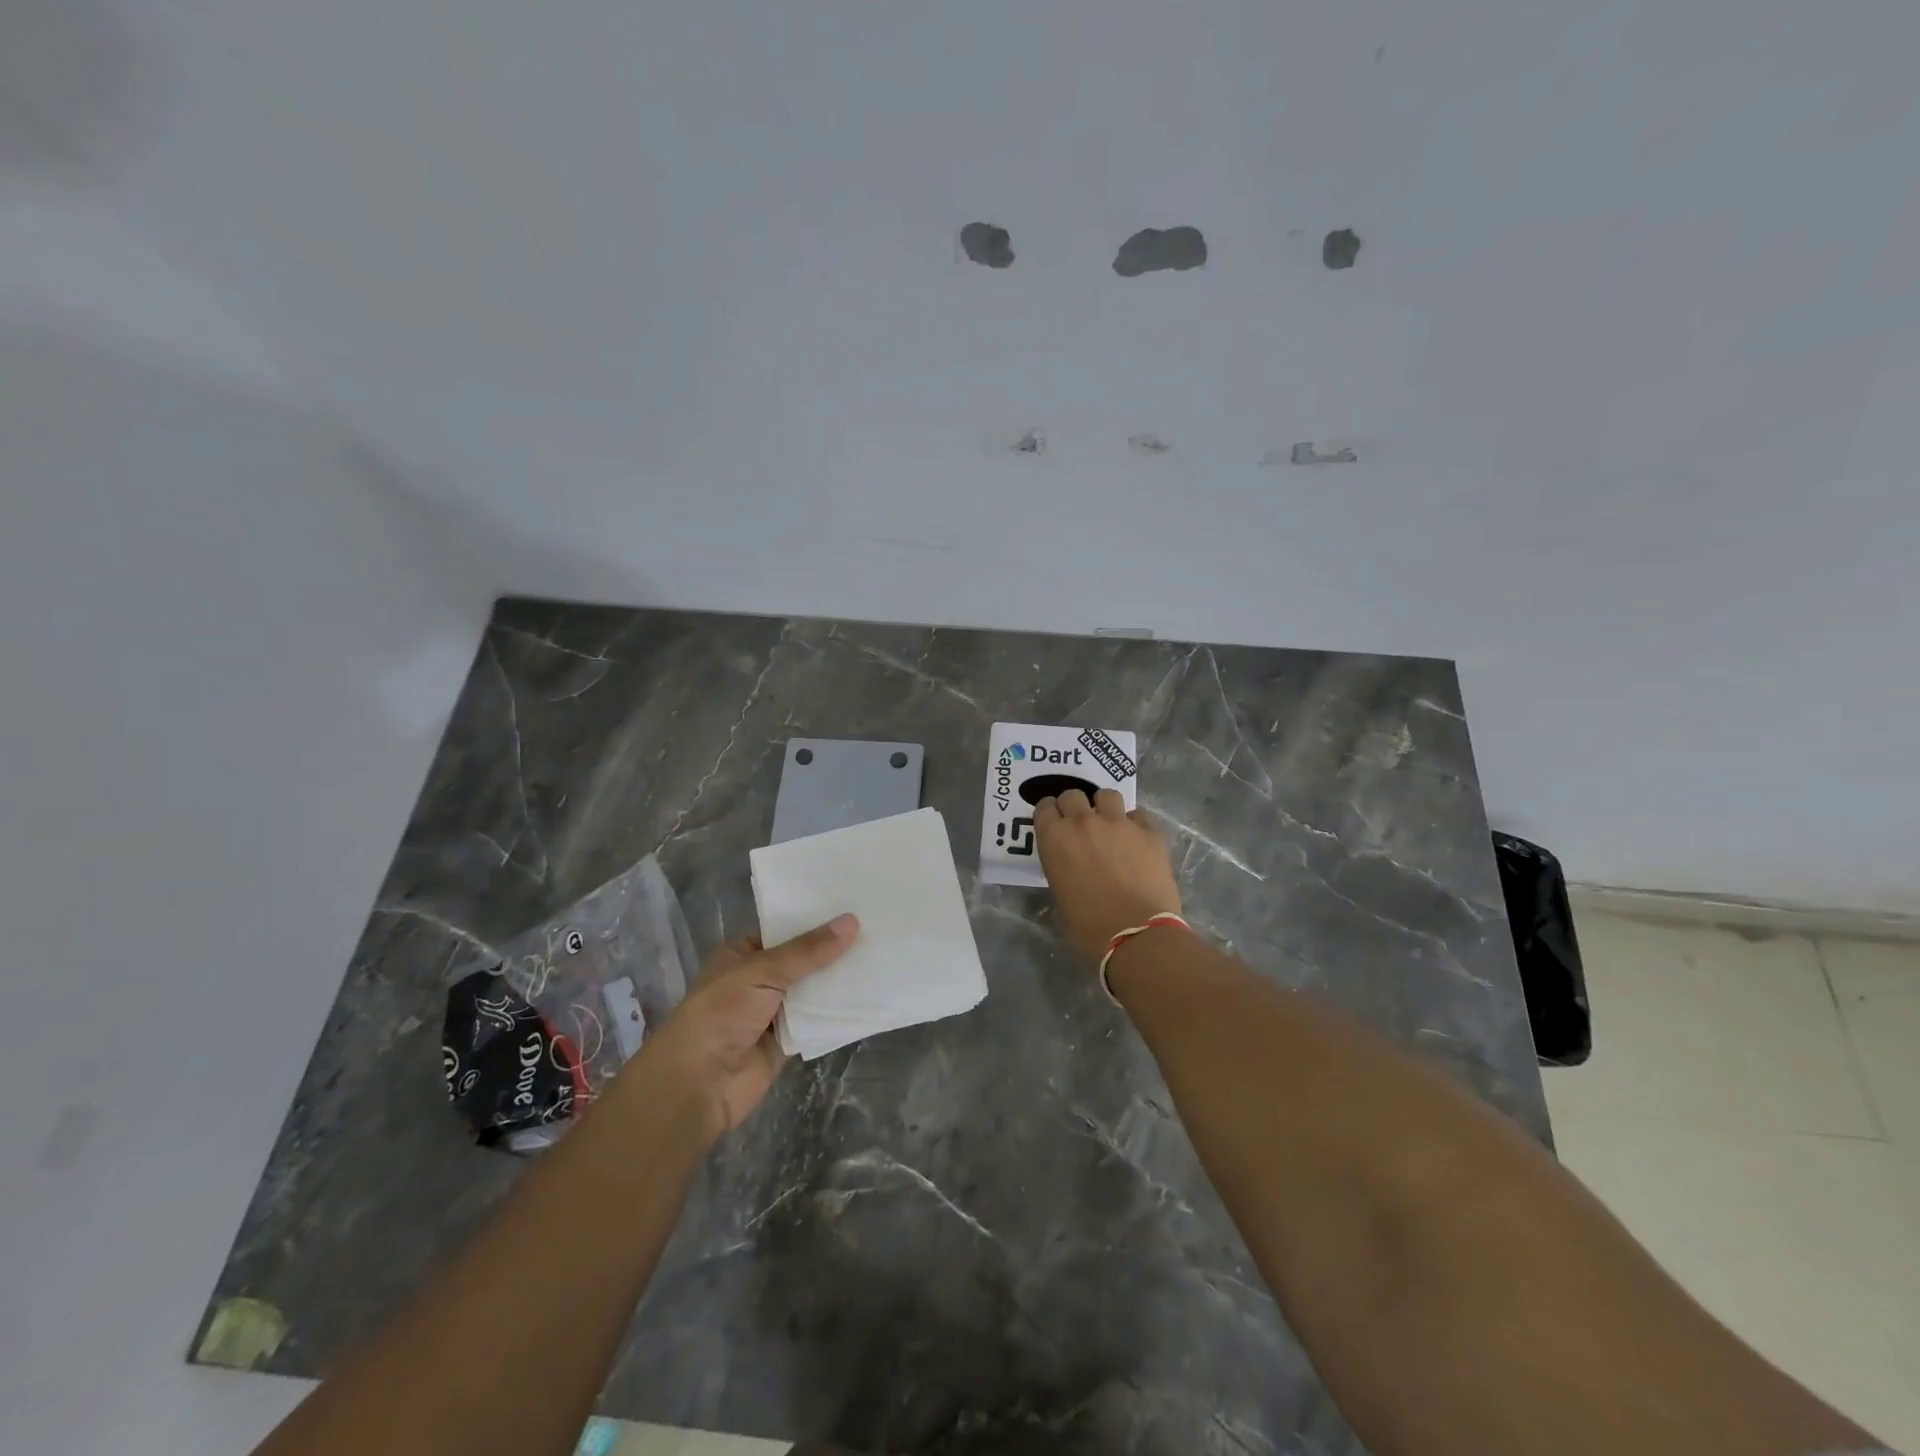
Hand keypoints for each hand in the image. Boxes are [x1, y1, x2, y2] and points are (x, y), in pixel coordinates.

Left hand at [643, 915, 857, 1139]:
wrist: (699, 1083)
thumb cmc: (721, 1012)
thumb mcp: (763, 970)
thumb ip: (809, 950)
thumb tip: (852, 921)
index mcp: (742, 955)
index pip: (783, 930)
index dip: (814, 921)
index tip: (852, 907)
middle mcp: (757, 980)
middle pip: (802, 961)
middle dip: (833, 951)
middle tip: (877, 928)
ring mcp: (772, 1012)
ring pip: (812, 991)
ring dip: (838, 981)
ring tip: (882, 956)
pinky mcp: (786, 1042)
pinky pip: (817, 1022)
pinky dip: (837, 1013)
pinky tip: (870, 995)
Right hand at [1034, 789, 1180, 962]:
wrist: (1136, 935)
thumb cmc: (1089, 927)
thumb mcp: (1059, 897)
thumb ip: (1059, 870)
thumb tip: (1068, 867)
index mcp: (1055, 839)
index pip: (1044, 807)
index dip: (1049, 814)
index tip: (1053, 823)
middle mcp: (1084, 822)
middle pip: (1073, 795)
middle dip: (1074, 806)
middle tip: (1080, 825)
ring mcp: (1118, 823)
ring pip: (1107, 795)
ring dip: (1104, 807)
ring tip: (1110, 825)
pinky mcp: (1149, 832)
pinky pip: (1138, 815)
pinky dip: (1135, 824)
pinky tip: (1136, 840)